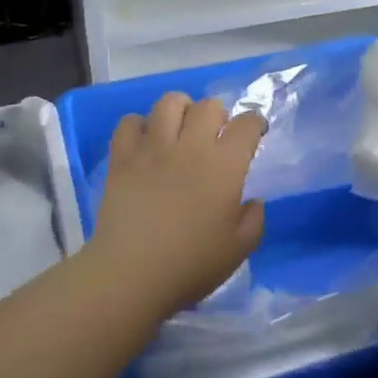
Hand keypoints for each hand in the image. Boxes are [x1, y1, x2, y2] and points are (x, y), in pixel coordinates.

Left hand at [89, 93, 265, 316]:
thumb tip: (252, 201)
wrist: (130, 275)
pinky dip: (139, 125)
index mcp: (224, 167)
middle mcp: (190, 147)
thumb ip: (254, 220)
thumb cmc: (190, 266)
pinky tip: (145, 142)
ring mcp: (153, 149)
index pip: (247, 124)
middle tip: (216, 135)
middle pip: (209, 106)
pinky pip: (129, 122)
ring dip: (181, 109)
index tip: (255, 133)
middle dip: (218, 115)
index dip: (255, 123)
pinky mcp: (122, 158)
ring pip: (169, 102)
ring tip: (180, 129)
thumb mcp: (239, 250)